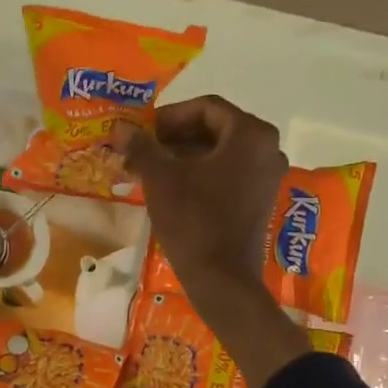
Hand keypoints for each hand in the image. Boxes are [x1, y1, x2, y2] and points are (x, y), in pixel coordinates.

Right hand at [114, 98, 311, 387]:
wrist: (222, 279)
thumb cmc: (193, 220)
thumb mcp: (161, 178)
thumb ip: (141, 146)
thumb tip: (120, 127)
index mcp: (250, 134)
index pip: (205, 108)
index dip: (168, 116)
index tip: (141, 131)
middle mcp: (267, 149)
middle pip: (214, 130)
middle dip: (173, 138)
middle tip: (140, 151)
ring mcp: (267, 177)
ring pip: (219, 154)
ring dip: (182, 157)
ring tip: (147, 171)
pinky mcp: (260, 201)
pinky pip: (227, 175)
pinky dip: (198, 176)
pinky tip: (169, 189)